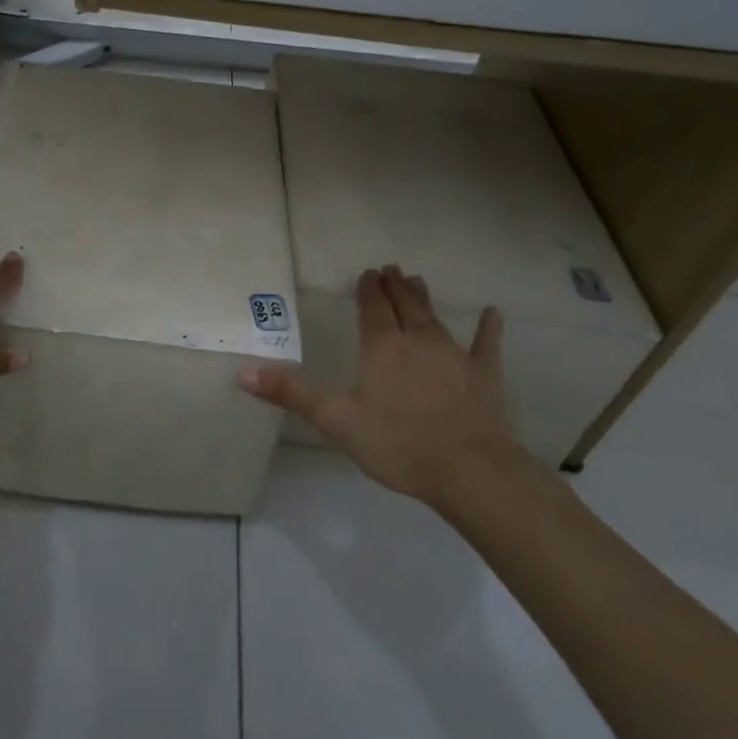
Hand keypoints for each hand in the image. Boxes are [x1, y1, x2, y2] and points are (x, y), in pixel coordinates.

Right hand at [239, 265, 547, 519]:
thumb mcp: (336, 421)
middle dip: (396, 287)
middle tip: (391, 268)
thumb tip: (243, 373)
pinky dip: (489, 329)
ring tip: (418, 280)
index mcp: (383, 349)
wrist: (470, 470)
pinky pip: (486, 346)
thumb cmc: (398, 444)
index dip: (368, 290)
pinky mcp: (485, 377)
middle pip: (406, 306)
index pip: (373, 309)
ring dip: (425, 299)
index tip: (367, 273)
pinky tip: (494, 314)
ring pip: (437, 319)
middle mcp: (419, 342)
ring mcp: (456, 357)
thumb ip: (292, 395)